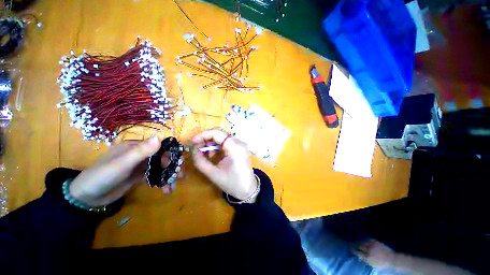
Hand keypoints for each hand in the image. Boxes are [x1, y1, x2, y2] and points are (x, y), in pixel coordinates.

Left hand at [69, 136, 182, 206]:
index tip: (178, 163)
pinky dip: (161, 182)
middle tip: (179, 176)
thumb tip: (160, 137)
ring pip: (160, 168)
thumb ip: (141, 151)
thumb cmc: (102, 176)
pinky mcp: (139, 176)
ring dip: (168, 175)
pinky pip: (154, 177)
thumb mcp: (122, 164)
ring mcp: (140, 166)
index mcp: (136, 147)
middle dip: (172, 166)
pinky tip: (165, 190)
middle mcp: (140, 155)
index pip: (159, 146)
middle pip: (162, 157)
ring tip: (174, 185)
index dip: (171, 153)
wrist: (87, 198)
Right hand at [191, 129, 257, 200]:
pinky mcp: (240, 148)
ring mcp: (241, 144)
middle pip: (220, 134)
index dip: (203, 135)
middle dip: (206, 139)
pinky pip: (226, 142)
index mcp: (234, 147)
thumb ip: (200, 161)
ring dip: (212, 143)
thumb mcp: (213, 174)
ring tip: (205, 154)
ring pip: (222, 137)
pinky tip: (213, 155)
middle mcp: (239, 142)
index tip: (192, 142)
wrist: (248, 189)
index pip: (217, 133)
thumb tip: (193, 150)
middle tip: (197, 148)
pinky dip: (218, 146)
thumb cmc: (232, 183)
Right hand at [354, 240, 396, 268]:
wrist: (393, 260)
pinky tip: (364, 240)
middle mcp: (369, 251)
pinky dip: (365, 240)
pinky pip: (368, 239)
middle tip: (352, 244)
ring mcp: (372, 246)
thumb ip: (366, 261)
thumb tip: (359, 258)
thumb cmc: (383, 265)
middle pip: (359, 247)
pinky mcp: (376, 242)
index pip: (358, 253)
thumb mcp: (374, 265)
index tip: (351, 249)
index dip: (354, 251)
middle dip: (355, 245)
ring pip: (363, 242)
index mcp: (368, 258)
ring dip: (360, 242)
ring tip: (358, 242)